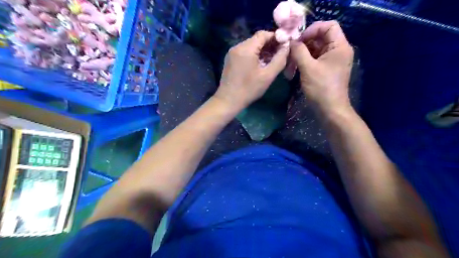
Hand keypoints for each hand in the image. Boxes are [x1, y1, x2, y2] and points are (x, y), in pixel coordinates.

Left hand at [214, 30, 285, 110]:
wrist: (228, 101)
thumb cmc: (249, 89)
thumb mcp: (268, 75)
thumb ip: (280, 59)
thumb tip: (287, 46)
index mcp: (246, 48)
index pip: (263, 34)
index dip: (276, 37)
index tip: (284, 46)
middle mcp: (237, 46)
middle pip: (256, 40)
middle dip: (269, 45)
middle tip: (280, 54)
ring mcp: (231, 53)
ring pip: (250, 46)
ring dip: (262, 51)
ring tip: (271, 61)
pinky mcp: (229, 59)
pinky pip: (244, 52)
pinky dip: (253, 55)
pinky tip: (259, 64)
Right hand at [290, 20, 353, 114]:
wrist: (330, 109)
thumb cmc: (321, 88)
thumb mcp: (308, 68)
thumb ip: (299, 51)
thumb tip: (291, 42)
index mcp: (339, 46)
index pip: (328, 26)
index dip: (312, 29)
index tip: (299, 40)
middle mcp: (338, 50)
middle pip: (320, 37)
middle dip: (304, 43)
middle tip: (291, 51)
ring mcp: (332, 60)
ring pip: (316, 49)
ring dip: (302, 53)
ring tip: (290, 61)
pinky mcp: (326, 69)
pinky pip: (315, 59)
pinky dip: (304, 61)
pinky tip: (294, 67)